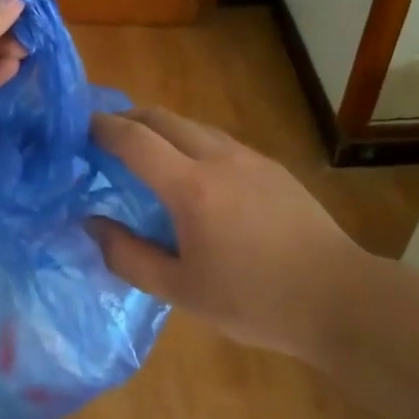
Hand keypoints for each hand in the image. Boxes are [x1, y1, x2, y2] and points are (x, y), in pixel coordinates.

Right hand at [88, 107, 369, 360]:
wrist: (339, 298)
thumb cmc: (255, 301)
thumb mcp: (182, 291)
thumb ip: (129, 257)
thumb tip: (91, 224)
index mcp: (191, 188)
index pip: (134, 139)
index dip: (102, 128)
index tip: (79, 128)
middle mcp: (218, 158)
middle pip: (162, 117)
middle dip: (128, 118)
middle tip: (105, 135)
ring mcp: (249, 157)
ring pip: (193, 125)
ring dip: (161, 127)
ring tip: (146, 151)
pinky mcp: (272, 167)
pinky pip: (219, 140)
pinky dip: (191, 141)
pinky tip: (194, 172)